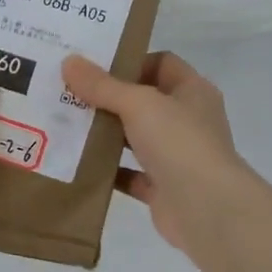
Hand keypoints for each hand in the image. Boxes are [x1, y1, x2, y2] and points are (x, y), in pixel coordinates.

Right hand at [61, 50, 249, 252]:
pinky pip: (128, 173)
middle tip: (68, 93)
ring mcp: (176, 156)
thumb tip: (69, 61)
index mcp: (192, 92)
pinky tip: (77, 162)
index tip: (93, 67)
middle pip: (143, 101)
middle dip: (107, 97)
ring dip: (105, 133)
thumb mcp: (138, 104)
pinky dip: (107, 169)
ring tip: (65, 124)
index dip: (130, 61)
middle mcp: (187, 120)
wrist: (206, 210)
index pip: (161, 64)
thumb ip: (102, 85)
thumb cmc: (179, 143)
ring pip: (134, 137)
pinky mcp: (162, 188)